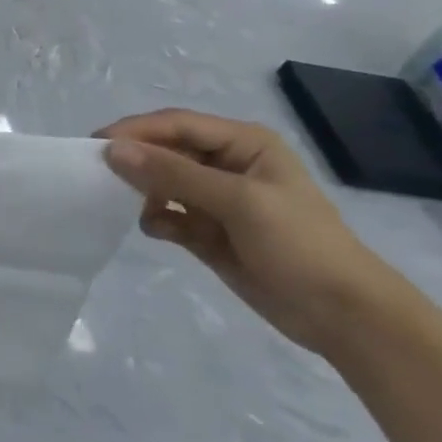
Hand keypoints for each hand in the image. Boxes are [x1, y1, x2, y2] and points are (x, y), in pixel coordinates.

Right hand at [97, 109, 405, 354]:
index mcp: (243, 144)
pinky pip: (168, 215)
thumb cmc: (300, 245)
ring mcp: (217, 200)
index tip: (96, 144)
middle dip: (136, 161)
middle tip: (98, 174)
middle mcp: (226, 164)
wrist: (345, 317)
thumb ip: (173, 173)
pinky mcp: (208, 232)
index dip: (136, 131)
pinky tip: (155, 229)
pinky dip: (156, 219)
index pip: (177, 124)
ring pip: (162, 182)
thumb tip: (112, 151)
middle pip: (166, 150)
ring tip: (125, 203)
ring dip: (143, 191)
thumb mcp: (238, 201)